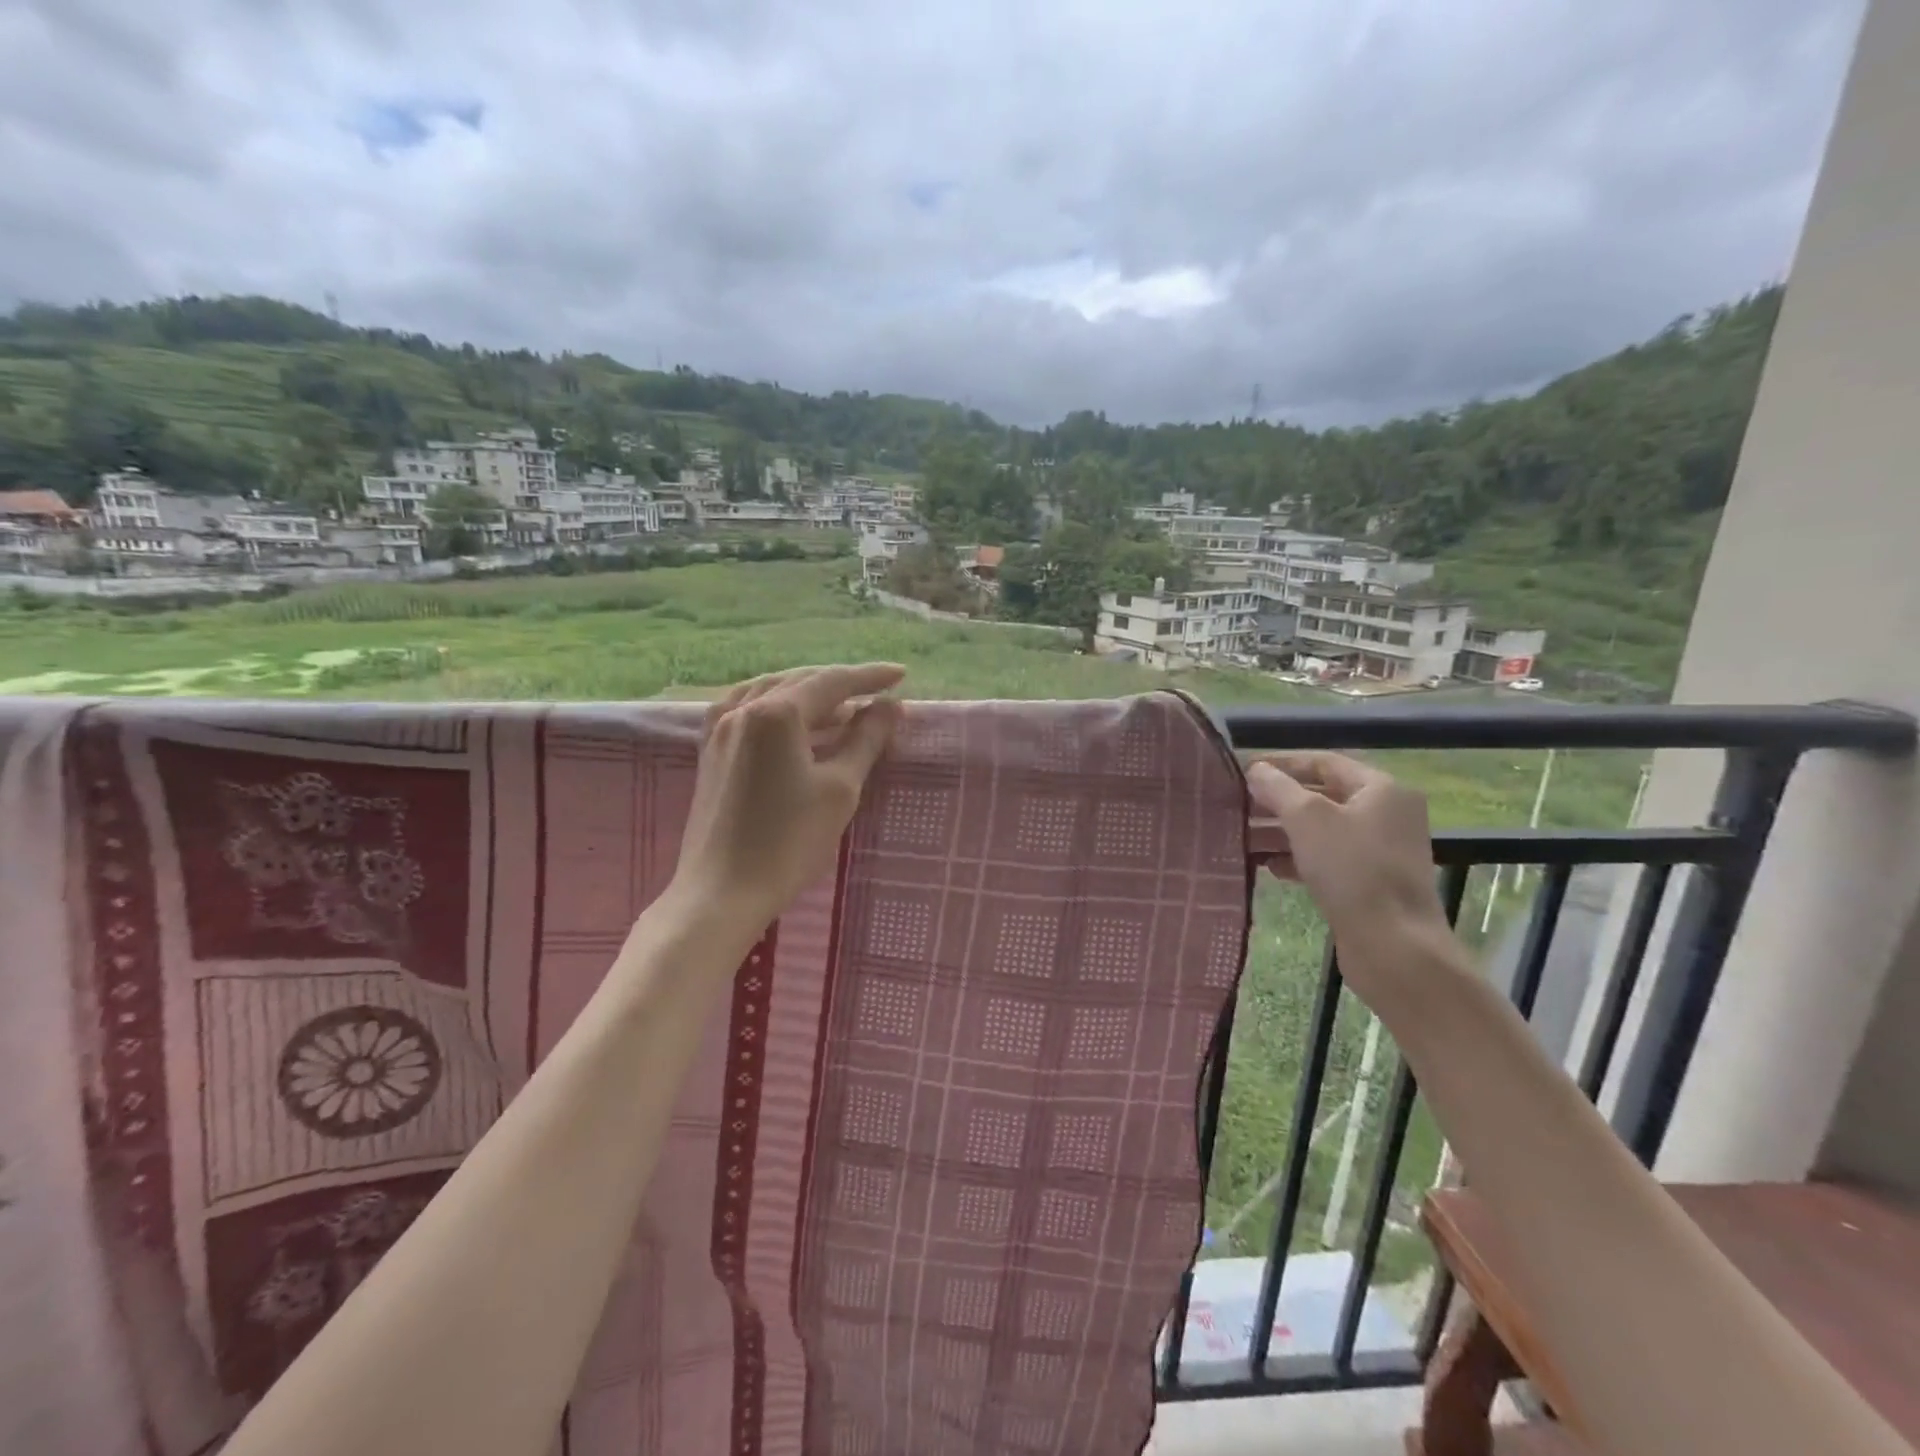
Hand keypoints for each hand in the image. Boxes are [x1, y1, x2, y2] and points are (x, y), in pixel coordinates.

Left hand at [665, 664, 904, 936]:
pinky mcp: (710, 751)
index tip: (902, 676)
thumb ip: (865, 740)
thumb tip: (889, 707)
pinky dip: (779, 708)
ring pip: (772, 693)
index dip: (870, 677)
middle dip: (841, 685)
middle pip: (801, 682)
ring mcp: (720, 728)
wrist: (722, 892)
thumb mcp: (840, 788)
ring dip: (810, 696)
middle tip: (877, 695)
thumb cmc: (788, 842)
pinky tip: (793, 723)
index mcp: (776, 712)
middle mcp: (743, 708)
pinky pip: (748, 709)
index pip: (832, 682)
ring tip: (842, 711)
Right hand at [1248, 752, 1451, 999]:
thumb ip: (1278, 788)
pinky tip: (1269, 867)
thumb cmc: (1352, 869)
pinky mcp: (1370, 883)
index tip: (1242, 772)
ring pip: (1321, 830)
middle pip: (1322, 796)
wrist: (1394, 946)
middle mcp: (1386, 814)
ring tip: (1244, 838)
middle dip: (1277, 801)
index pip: (1323, 762)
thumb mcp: (1307, 819)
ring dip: (1281, 831)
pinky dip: (1298, 858)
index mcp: (1381, 789)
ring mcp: (1380, 851)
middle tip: (1237, 806)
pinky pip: (1328, 859)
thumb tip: (1256, 770)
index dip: (1281, 764)